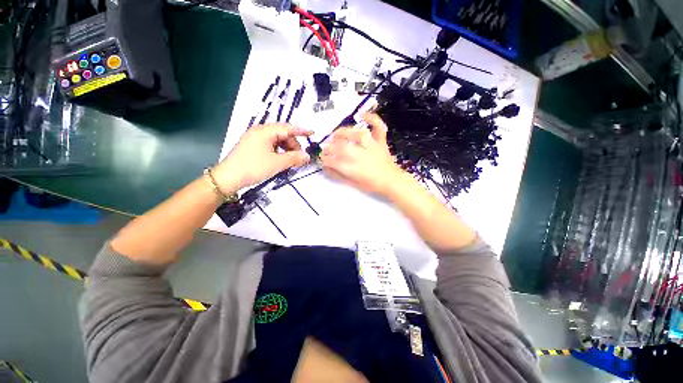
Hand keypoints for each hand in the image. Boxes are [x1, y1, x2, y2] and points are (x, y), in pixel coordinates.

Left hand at [213, 124, 311, 190]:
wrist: (228, 178)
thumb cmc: (253, 167)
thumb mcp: (277, 163)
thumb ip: (294, 158)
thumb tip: (307, 156)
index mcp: (264, 131)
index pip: (287, 128)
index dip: (301, 131)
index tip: (312, 133)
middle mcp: (259, 131)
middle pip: (282, 134)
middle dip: (293, 144)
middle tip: (299, 157)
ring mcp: (254, 138)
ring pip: (277, 140)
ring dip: (286, 148)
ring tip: (291, 160)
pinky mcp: (252, 146)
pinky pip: (270, 145)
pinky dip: (279, 151)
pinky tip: (281, 160)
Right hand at [321, 113, 403, 196]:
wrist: (392, 181)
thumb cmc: (373, 184)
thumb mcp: (354, 183)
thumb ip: (340, 175)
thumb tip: (327, 168)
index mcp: (357, 170)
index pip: (336, 163)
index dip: (326, 160)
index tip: (321, 158)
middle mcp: (364, 156)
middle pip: (344, 148)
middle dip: (331, 147)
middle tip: (325, 148)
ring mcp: (373, 147)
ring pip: (358, 135)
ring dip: (345, 132)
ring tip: (336, 134)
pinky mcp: (381, 142)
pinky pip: (378, 128)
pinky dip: (372, 119)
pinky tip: (363, 114)